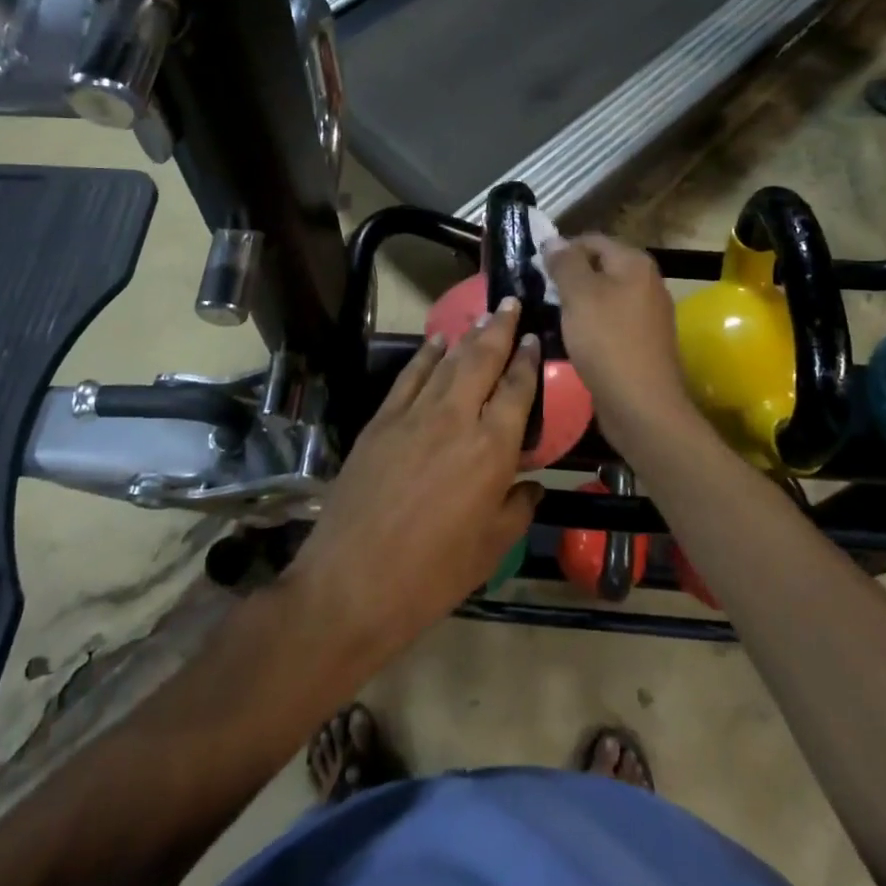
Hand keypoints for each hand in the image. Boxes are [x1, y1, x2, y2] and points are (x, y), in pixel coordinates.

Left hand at [285, 299, 542, 668]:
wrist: (352, 582)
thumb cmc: (431, 575)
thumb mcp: (490, 549)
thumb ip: (517, 508)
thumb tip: (531, 484)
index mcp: (491, 450)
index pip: (517, 391)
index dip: (527, 361)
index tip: (533, 338)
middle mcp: (456, 419)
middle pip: (482, 360)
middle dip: (498, 329)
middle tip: (510, 303)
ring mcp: (414, 415)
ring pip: (447, 362)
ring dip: (466, 335)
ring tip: (482, 315)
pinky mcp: (381, 421)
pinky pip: (409, 377)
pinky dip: (425, 355)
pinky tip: (436, 342)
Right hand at [543, 234, 697, 444]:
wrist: (641, 405)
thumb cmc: (607, 342)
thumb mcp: (579, 295)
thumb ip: (565, 263)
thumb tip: (553, 240)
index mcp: (634, 263)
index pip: (591, 240)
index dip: (561, 249)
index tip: (534, 269)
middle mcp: (646, 282)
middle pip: (598, 267)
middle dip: (567, 277)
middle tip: (538, 292)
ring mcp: (646, 314)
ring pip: (602, 297)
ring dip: (576, 304)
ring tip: (548, 315)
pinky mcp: (640, 342)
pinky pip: (608, 322)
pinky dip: (588, 325)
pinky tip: (569, 339)